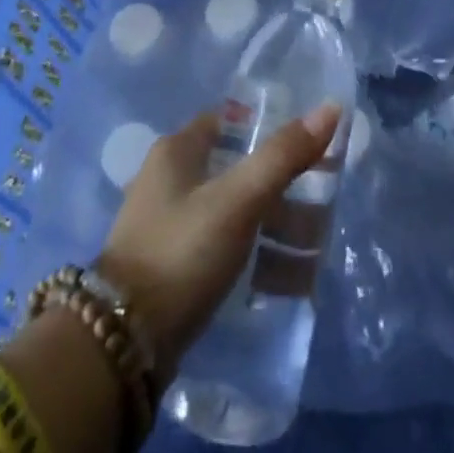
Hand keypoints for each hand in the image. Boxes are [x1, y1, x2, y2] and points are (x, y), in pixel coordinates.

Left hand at [96, 103, 341, 373]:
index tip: (307, 145)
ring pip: (234, 214)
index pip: (230, 123)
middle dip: (281, 186)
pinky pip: (224, 250)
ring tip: (315, 248)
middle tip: (321, 201)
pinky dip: (255, 257)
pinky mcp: (173, 270)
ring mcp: (169, 227)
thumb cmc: (182, 251)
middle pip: (236, 170)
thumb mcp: (238, 199)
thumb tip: (331, 107)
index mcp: (176, 152)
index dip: (267, 129)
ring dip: (274, 227)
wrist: (122, 345)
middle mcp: (169, 181)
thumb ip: (283, 155)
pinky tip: (287, 279)